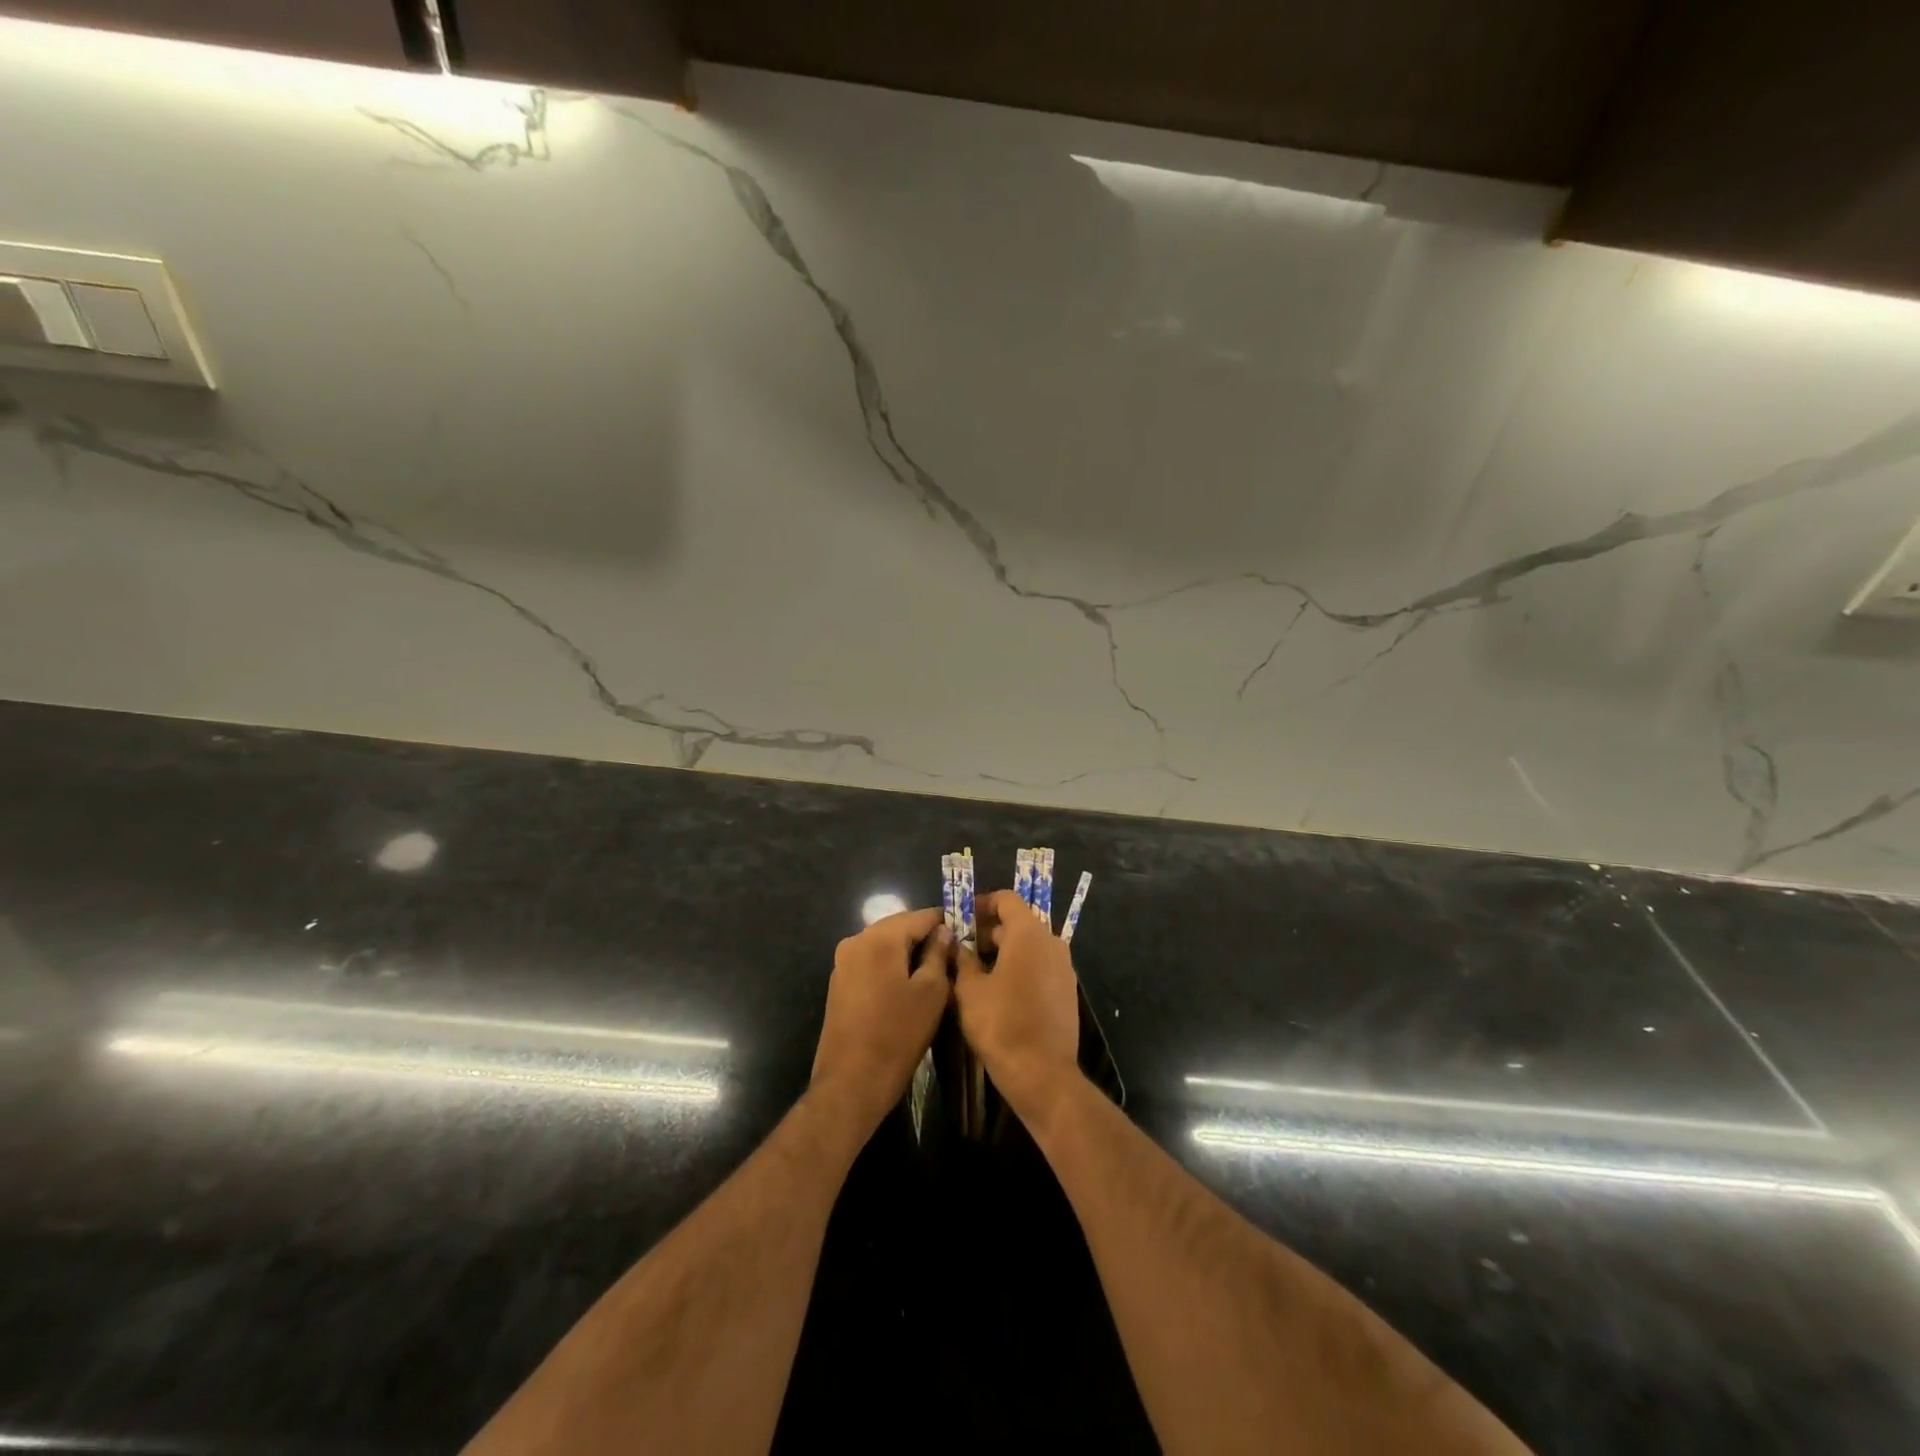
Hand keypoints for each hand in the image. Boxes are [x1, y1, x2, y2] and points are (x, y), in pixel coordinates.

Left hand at [810, 906, 951, 1134]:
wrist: (851, 1083)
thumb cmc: (898, 1035)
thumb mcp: (931, 993)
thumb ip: (938, 955)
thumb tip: (944, 932)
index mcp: (880, 938)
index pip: (921, 915)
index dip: (946, 922)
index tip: (967, 934)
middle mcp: (856, 940)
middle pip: (899, 927)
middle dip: (925, 937)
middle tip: (952, 956)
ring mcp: (843, 961)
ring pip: (884, 945)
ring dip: (908, 953)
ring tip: (933, 973)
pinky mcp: (839, 982)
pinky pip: (871, 961)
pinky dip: (890, 966)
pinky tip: (906, 987)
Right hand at [955, 890, 1082, 1126]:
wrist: (1042, 1073)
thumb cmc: (1001, 1024)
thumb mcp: (970, 990)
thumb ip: (963, 960)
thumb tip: (957, 945)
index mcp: (1029, 934)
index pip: (1007, 899)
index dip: (982, 903)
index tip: (961, 918)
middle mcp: (1052, 942)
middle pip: (1018, 922)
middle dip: (989, 930)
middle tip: (962, 947)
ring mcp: (1064, 967)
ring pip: (1030, 946)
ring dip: (1004, 950)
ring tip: (976, 970)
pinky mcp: (1067, 990)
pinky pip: (1040, 966)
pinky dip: (1020, 967)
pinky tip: (998, 990)